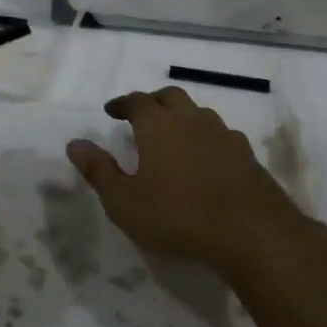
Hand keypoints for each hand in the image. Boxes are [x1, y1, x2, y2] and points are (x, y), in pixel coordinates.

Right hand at [67, 87, 311, 276]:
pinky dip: (206, 138)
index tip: (112, 111)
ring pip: (198, 113)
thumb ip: (99, 170)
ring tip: (173, 136)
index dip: (122, 103)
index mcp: (158, 125)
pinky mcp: (246, 154)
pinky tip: (206, 158)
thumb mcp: (125, 201)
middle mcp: (191, 120)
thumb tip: (74, 143)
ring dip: (182, 117)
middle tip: (141, 116)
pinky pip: (221, 135)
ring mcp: (223, 134)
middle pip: (170, 96)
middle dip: (153, 101)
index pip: (137, 101)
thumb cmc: (177, 215)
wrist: (251, 231)